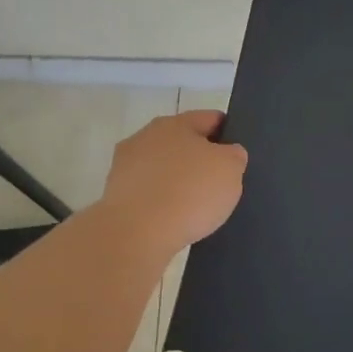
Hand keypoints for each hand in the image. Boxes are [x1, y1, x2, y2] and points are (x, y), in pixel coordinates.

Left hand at [101, 110, 247, 254]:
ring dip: (177, 180)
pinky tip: (173, 218)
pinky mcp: (114, 194)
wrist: (137, 232)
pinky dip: (160, 201)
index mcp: (175, 123)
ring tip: (196, 205)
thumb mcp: (230, 169)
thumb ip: (234, 155)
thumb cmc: (190, 192)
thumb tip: (227, 154)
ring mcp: (125, 165)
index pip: (209, 119)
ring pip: (162, 168)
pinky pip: (148, 192)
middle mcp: (146, 137)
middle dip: (199, 158)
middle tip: (219, 181)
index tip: (237, 153)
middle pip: (181, 142)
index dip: (228, 132)